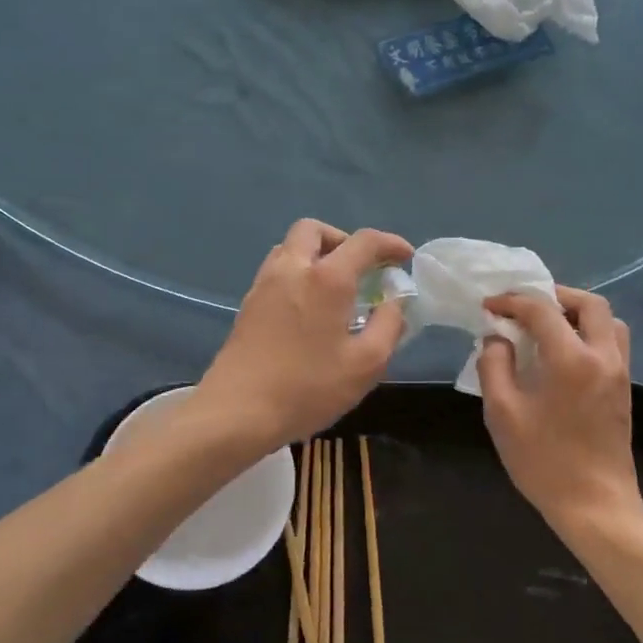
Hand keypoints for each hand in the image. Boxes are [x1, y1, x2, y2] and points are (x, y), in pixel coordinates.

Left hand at [197, 219, 414, 451]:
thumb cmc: (308, 388)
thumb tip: (396, 301)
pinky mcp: (248, 305)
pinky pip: (277, 271)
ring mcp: (264, 285)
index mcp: (326, 278)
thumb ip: (389, 325)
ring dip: (317, 255)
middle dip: (343, 240)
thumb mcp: (366, 364)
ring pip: (290, 248)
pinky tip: (310, 310)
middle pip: (314, 230)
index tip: (405, 257)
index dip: (390, 243)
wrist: (237, 412)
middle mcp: (292, 269)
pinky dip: (298, 274)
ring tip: (336, 289)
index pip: (364, 241)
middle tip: (361, 269)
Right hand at [476, 286, 642, 535]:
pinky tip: (564, 352)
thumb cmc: (544, 461)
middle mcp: (603, 356)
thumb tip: (496, 339)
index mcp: (572, 359)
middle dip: (554, 295)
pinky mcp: (624, 388)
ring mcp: (620, 371)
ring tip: (547, 325)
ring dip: (577, 312)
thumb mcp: (503, 413)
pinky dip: (589, 332)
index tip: (489, 306)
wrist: (595, 505)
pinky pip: (612, 342)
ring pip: (608, 320)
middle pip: (588, 303)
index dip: (512, 301)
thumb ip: (494, 366)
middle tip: (524, 306)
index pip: (541, 310)